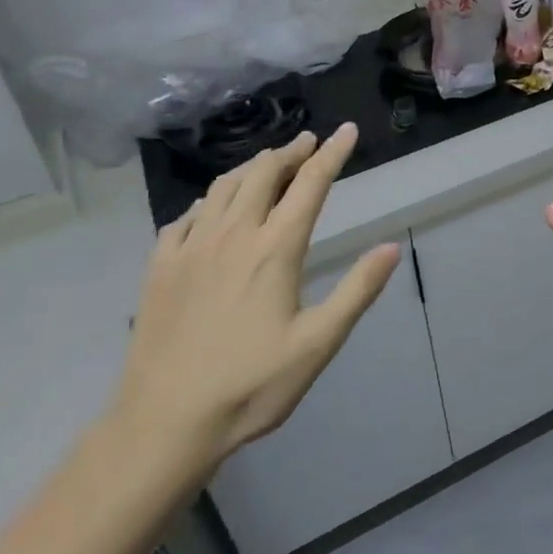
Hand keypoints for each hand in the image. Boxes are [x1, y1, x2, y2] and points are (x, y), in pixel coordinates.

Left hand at [108, 123, 399, 485]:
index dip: (332, 154)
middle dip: (291, 152)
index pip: (310, 185)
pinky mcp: (160, 267)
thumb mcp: (318, 344)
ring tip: (268, 164)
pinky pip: (186, 216)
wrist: (165, 423)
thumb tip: (392, 246)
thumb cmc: (251, 386)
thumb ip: (357, 291)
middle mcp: (233, 235)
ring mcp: (191, 248)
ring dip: (252, 167)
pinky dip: (209, 200)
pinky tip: (212, 210)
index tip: (346, 131)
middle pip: (264, 174)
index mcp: (274, 250)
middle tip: (308, 143)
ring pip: (223, 187)